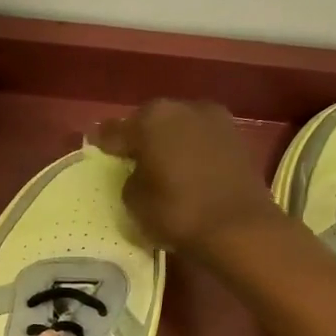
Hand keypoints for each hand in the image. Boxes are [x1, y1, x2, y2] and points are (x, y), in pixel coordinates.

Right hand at [92, 100, 280, 258]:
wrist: (239, 227)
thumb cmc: (178, 212)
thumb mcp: (134, 201)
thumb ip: (129, 178)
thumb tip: (139, 171)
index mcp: (151, 118)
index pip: (116, 130)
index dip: (103, 142)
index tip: (96, 147)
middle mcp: (183, 108)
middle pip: (151, 122)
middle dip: (141, 138)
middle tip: (131, 158)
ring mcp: (215, 120)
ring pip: (180, 128)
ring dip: (170, 142)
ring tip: (162, 165)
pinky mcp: (238, 138)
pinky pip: (202, 141)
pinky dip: (192, 152)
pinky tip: (188, 170)